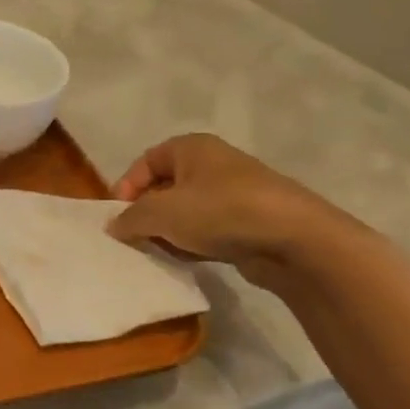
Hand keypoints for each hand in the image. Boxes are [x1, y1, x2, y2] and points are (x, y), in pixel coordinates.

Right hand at [108, 133, 342, 284]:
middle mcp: (213, 164)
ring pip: (186, 211)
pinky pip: (208, 230)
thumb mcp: (161, 213)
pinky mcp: (249, 222)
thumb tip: (114, 226)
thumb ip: (130, 218)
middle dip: (146, 213)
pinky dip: (193, 243)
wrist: (295, 240)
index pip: (145, 162)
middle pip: (165, 187)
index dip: (126, 187)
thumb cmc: (220, 212)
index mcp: (192, 147)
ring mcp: (235, 193)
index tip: (118, 217)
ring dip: (168, 232)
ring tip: (159, 252)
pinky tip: (188, 261)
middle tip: (134, 238)